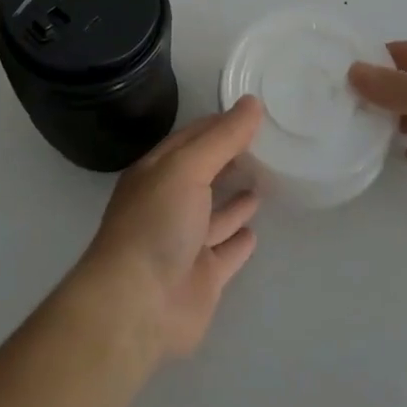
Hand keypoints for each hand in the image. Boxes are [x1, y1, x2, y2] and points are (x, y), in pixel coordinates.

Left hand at [70, 97, 262, 363]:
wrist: (138, 304)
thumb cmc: (157, 223)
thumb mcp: (187, 167)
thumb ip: (222, 138)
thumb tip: (252, 102)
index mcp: (157, 172)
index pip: (191, 139)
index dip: (219, 125)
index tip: (252, 112)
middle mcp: (168, 203)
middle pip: (203, 174)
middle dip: (229, 159)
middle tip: (267, 143)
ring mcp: (185, 242)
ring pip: (215, 214)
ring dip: (235, 199)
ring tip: (265, 179)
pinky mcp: (202, 277)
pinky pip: (225, 252)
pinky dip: (238, 240)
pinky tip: (255, 229)